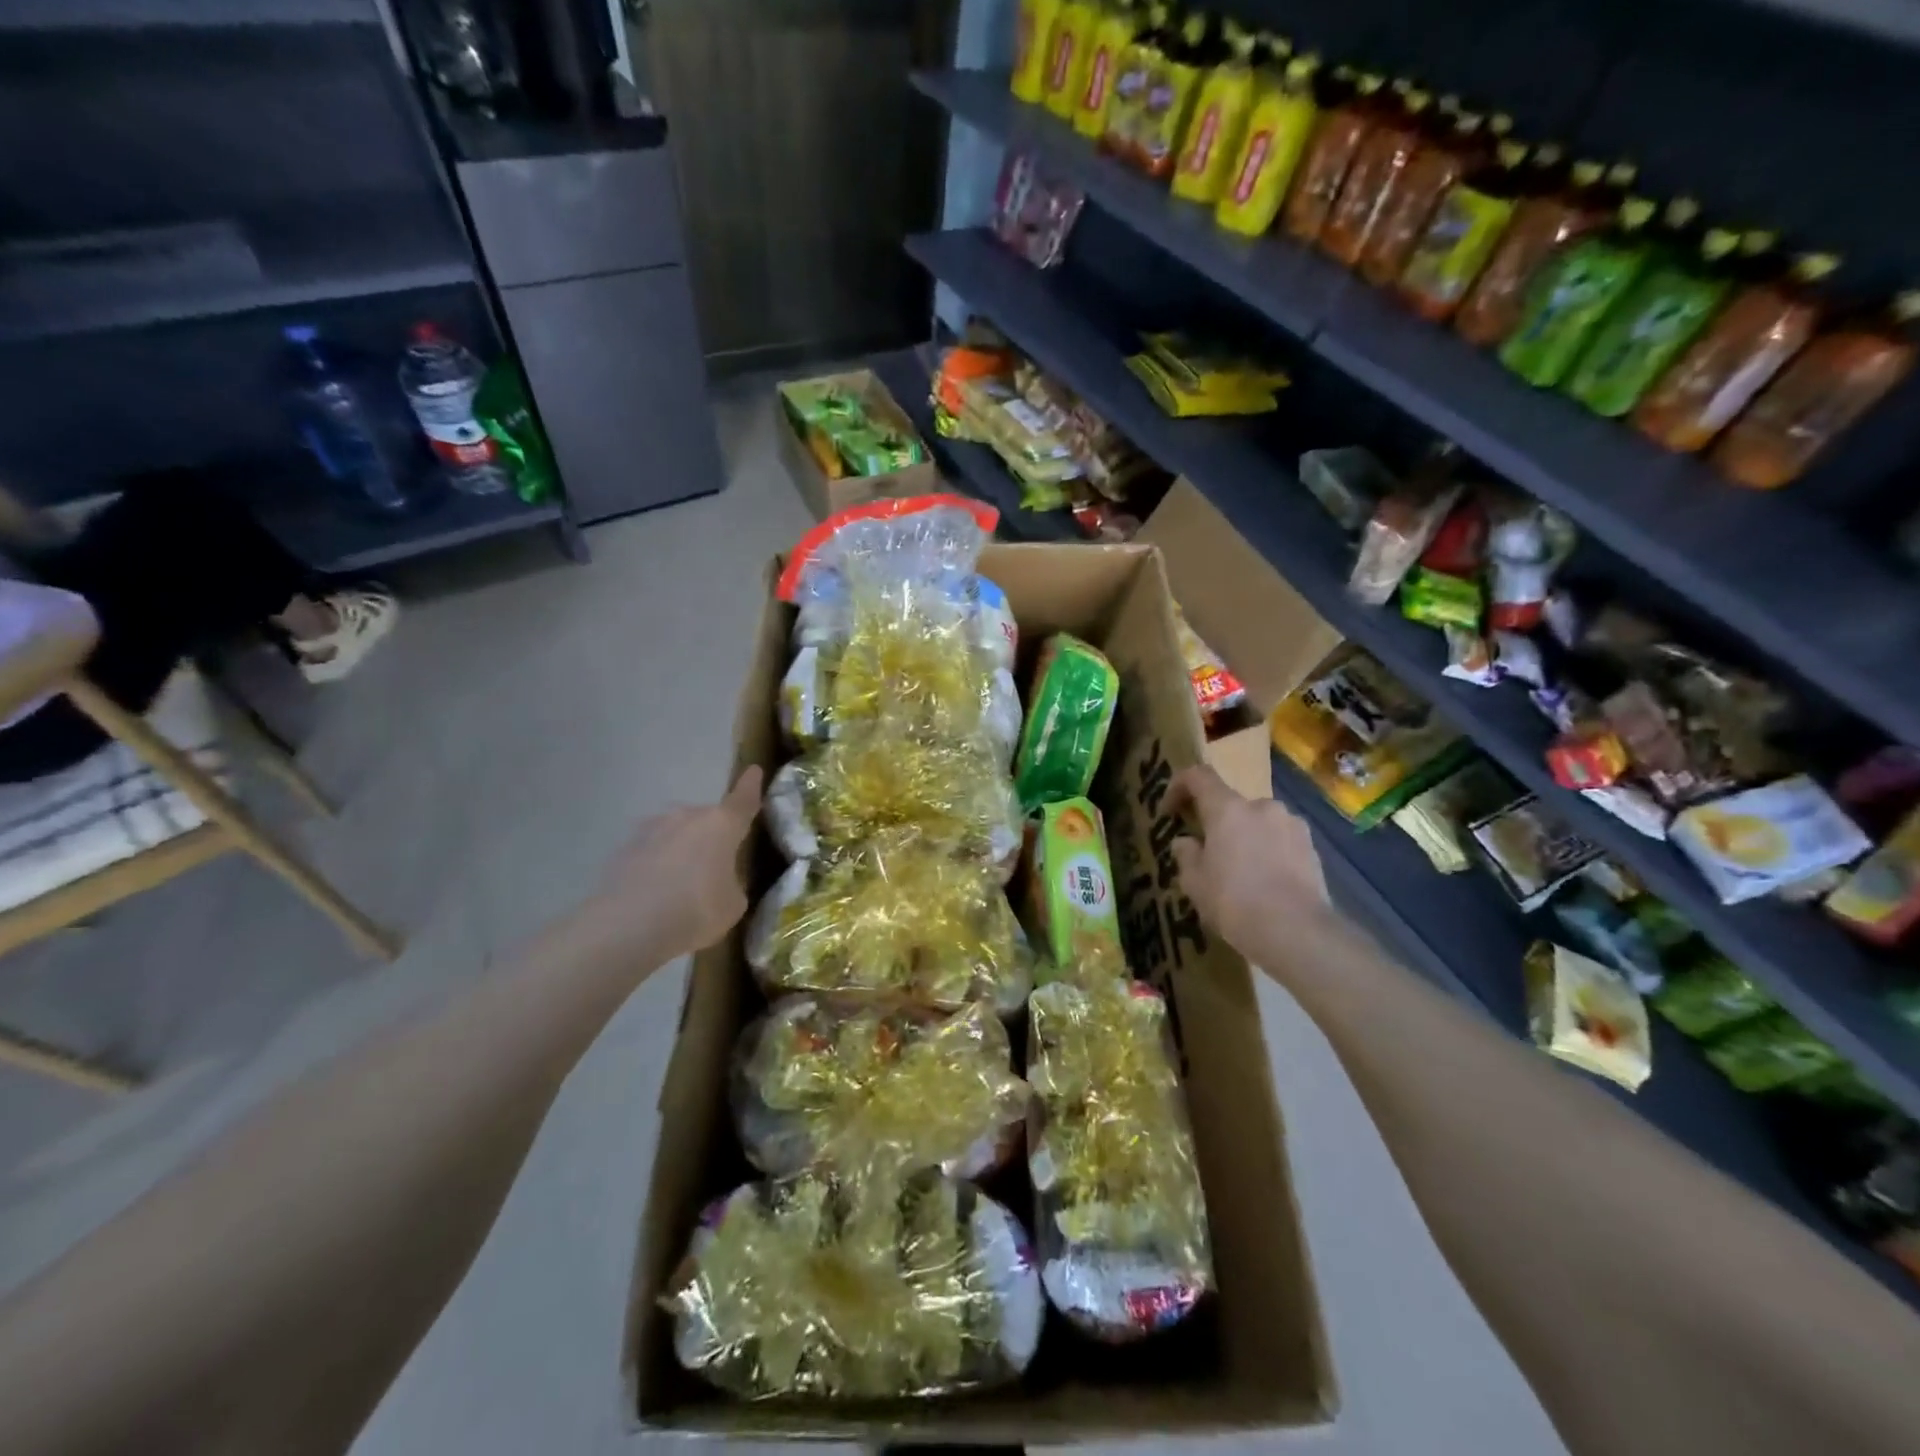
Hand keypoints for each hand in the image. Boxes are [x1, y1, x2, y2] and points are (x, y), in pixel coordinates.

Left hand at [573, 767, 763, 962]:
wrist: (628, 926)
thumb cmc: (696, 910)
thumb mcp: (733, 903)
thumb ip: (731, 882)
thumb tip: (720, 879)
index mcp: (722, 824)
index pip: (743, 799)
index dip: (751, 786)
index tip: (754, 770)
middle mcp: (687, 816)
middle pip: (707, 820)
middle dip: (712, 837)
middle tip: (714, 867)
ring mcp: (651, 829)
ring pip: (676, 834)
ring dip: (682, 850)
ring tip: (681, 884)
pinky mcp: (624, 849)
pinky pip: (651, 852)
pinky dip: (657, 866)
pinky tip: (655, 894)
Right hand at [1169, 764, 1330, 962]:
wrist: (1297, 933)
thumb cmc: (1235, 902)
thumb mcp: (1195, 883)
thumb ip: (1186, 855)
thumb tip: (1185, 842)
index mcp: (1228, 809)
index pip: (1199, 776)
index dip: (1179, 786)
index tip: (1170, 811)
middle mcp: (1262, 807)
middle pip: (1231, 804)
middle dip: (1216, 823)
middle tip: (1208, 853)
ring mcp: (1292, 825)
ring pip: (1258, 823)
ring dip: (1245, 837)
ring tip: (1240, 872)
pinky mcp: (1313, 848)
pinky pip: (1281, 840)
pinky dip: (1268, 852)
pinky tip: (1265, 882)